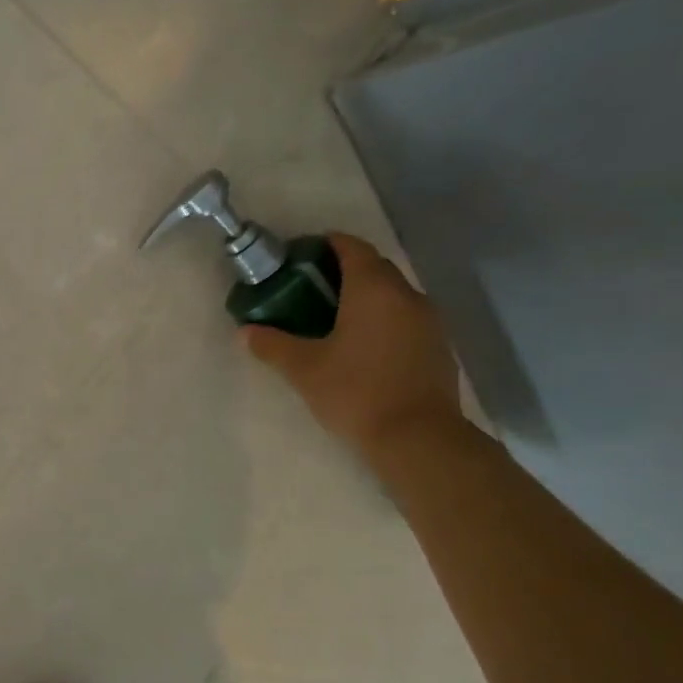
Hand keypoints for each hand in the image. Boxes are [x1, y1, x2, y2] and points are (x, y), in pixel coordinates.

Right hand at [242, 233, 460, 461]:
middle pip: (373, 268)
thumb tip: (244, 332)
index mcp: (373, 289)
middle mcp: (406, 294)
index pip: (351, 246)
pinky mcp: (437, 346)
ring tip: (333, 320)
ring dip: (364, 298)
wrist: (417, 438)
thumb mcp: (304, 370)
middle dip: (342, 271)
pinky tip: (362, 348)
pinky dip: (382, 320)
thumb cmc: (356, 392)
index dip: (325, 244)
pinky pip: (405, 319)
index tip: (299, 257)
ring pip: (391, 294)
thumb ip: (272, 346)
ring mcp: (429, 320)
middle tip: (308, 291)